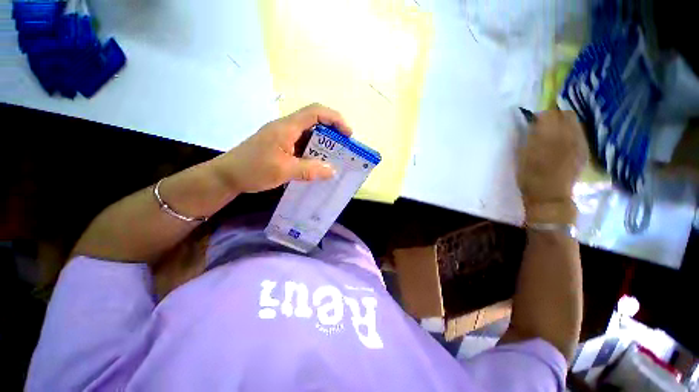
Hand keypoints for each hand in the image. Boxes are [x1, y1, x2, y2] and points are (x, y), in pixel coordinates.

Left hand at [213, 103, 351, 193]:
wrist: (227, 176)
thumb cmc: (253, 169)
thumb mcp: (284, 171)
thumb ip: (310, 170)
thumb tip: (332, 171)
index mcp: (287, 127)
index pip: (315, 112)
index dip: (335, 118)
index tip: (348, 133)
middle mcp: (286, 128)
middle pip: (314, 122)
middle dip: (332, 133)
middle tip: (343, 149)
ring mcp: (283, 137)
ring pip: (309, 135)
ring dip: (323, 145)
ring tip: (334, 158)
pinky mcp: (281, 147)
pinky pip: (302, 146)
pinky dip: (313, 153)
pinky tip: (318, 165)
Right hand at [517, 110, 587, 223]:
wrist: (549, 194)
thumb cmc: (529, 175)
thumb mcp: (522, 154)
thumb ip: (529, 136)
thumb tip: (533, 123)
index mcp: (548, 135)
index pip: (548, 114)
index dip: (539, 116)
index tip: (532, 122)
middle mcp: (568, 134)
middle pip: (566, 114)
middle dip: (555, 116)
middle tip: (544, 125)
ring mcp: (579, 142)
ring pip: (575, 122)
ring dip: (564, 123)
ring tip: (554, 134)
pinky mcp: (584, 150)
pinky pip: (580, 133)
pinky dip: (572, 133)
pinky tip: (564, 143)